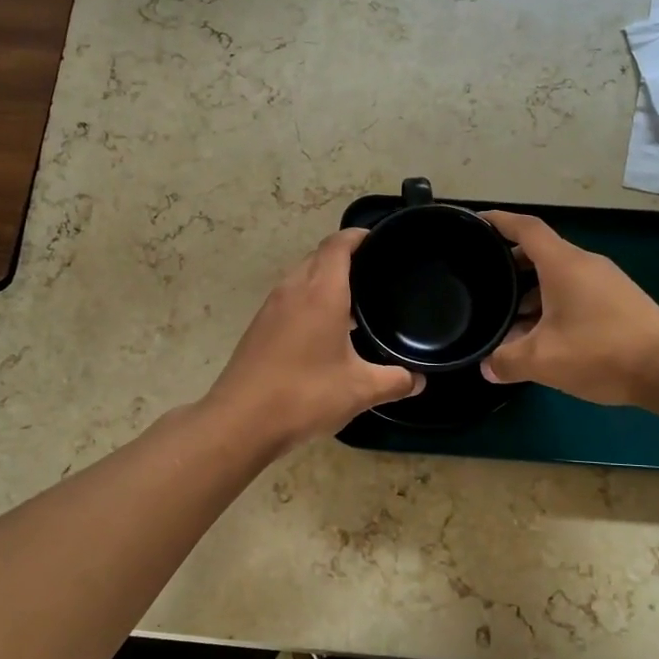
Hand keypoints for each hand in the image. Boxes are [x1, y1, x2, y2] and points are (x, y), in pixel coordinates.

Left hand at [205, 228, 419, 452]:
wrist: (240, 421)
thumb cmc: (305, 395)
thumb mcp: (360, 390)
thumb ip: (394, 381)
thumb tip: (418, 381)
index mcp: (321, 292)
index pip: (338, 244)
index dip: (359, 236)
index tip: (380, 242)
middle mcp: (294, 289)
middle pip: (319, 256)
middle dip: (345, 258)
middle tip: (374, 275)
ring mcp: (271, 307)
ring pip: (301, 277)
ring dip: (324, 280)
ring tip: (353, 303)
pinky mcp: (258, 327)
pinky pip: (288, 298)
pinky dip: (308, 300)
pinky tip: (323, 331)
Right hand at [479, 210, 658, 409]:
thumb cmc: (602, 352)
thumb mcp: (543, 361)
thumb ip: (507, 361)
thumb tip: (487, 367)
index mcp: (563, 264)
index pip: (526, 228)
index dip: (499, 221)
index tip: (477, 221)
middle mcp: (585, 264)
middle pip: (541, 253)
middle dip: (511, 264)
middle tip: (485, 282)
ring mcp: (606, 282)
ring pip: (559, 276)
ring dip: (532, 292)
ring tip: (509, 319)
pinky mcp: (620, 302)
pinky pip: (576, 292)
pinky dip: (553, 305)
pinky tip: (544, 336)